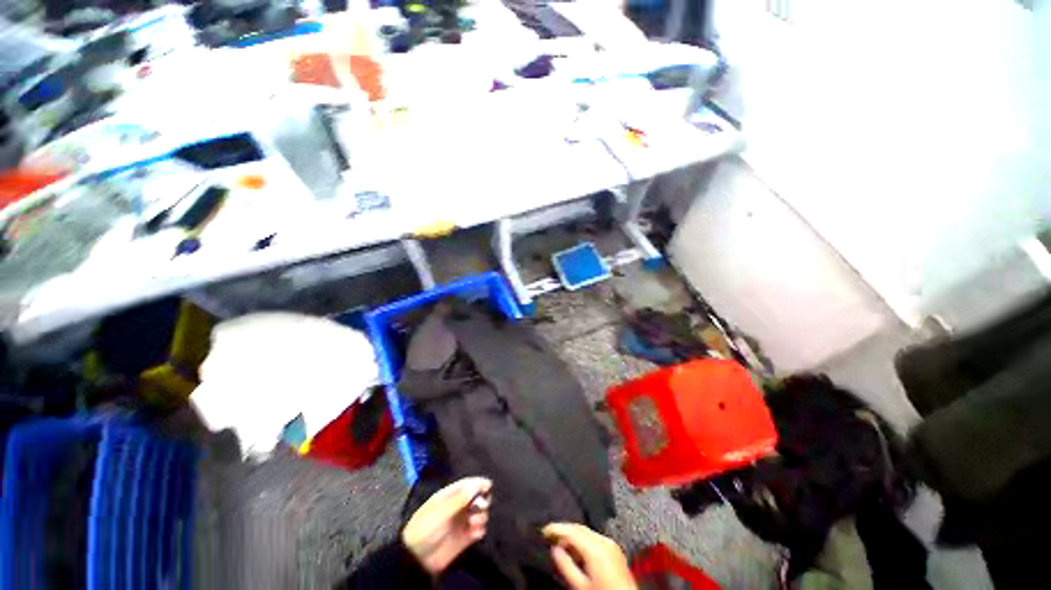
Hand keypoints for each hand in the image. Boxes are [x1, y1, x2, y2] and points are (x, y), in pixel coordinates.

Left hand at [402, 477, 492, 574]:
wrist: (417, 558)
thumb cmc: (427, 528)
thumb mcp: (442, 510)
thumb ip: (460, 497)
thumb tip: (478, 484)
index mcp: (450, 496)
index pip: (468, 484)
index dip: (479, 483)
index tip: (488, 486)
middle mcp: (459, 506)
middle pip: (478, 497)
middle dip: (483, 500)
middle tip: (479, 507)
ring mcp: (462, 522)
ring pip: (481, 513)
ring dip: (482, 516)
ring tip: (474, 522)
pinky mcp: (466, 538)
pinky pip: (480, 530)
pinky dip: (480, 530)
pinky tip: (475, 533)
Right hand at [543, 523, 636, 589]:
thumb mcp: (581, 586)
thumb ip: (566, 566)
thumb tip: (554, 549)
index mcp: (595, 547)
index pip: (571, 530)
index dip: (556, 528)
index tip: (543, 531)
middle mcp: (604, 540)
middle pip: (580, 528)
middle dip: (564, 531)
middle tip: (549, 537)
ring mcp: (611, 543)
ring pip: (587, 532)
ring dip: (573, 536)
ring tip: (560, 546)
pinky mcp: (615, 550)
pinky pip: (595, 539)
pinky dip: (583, 541)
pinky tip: (576, 552)